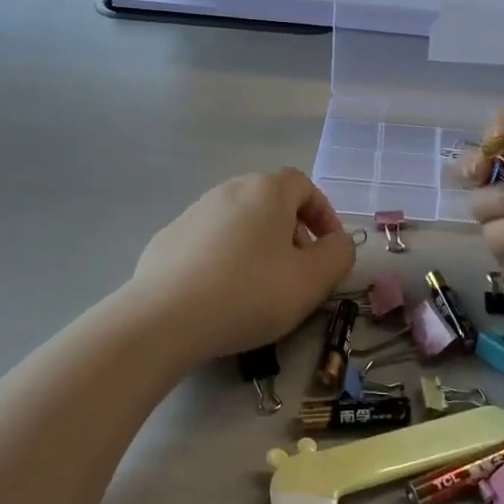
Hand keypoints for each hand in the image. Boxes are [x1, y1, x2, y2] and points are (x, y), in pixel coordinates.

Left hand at [128, 168, 356, 362]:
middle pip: (271, 202)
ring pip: (240, 221)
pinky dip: (225, 258)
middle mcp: (230, 189)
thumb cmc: (249, 293)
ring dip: (258, 246)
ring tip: (260, 287)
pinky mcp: (169, 237)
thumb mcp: (311, 281)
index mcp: (267, 191)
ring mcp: (195, 211)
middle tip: (298, 272)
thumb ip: (339, 255)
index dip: (323, 216)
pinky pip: (210, 241)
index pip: (305, 186)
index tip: (329, 251)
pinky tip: (221, 294)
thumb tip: (338, 242)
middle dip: (292, 233)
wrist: (164, 317)